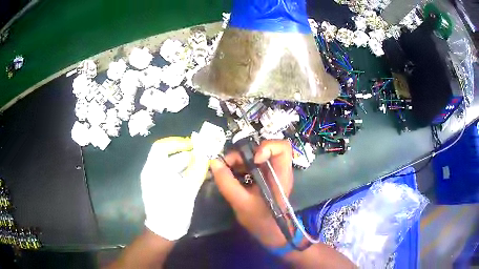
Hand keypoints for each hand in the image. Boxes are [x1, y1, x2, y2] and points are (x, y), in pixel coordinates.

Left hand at [141, 136, 208, 240]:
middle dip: (186, 154)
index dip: (176, 142)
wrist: (164, 230)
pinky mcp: (161, 187)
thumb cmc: (173, 209)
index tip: (192, 145)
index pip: (161, 146)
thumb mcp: (187, 190)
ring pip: (172, 165)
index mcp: (154, 170)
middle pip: (168, 156)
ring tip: (203, 165)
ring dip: (187, 164)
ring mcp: (156, 180)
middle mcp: (152, 172)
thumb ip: (197, 171)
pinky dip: (184, 172)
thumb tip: (206, 155)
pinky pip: (172, 174)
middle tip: (203, 155)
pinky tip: (196, 175)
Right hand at [210, 140, 293, 247]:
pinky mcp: (263, 175)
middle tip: (227, 164)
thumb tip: (214, 162)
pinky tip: (230, 174)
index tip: (253, 160)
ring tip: (225, 169)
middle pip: (264, 147)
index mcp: (280, 175)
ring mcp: (270, 171)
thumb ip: (227, 183)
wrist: (268, 231)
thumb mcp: (241, 203)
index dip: (267, 146)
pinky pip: (250, 163)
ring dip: (238, 159)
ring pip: (254, 154)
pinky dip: (239, 165)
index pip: (283, 148)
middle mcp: (278, 169)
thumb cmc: (260, 220)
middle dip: (243, 153)